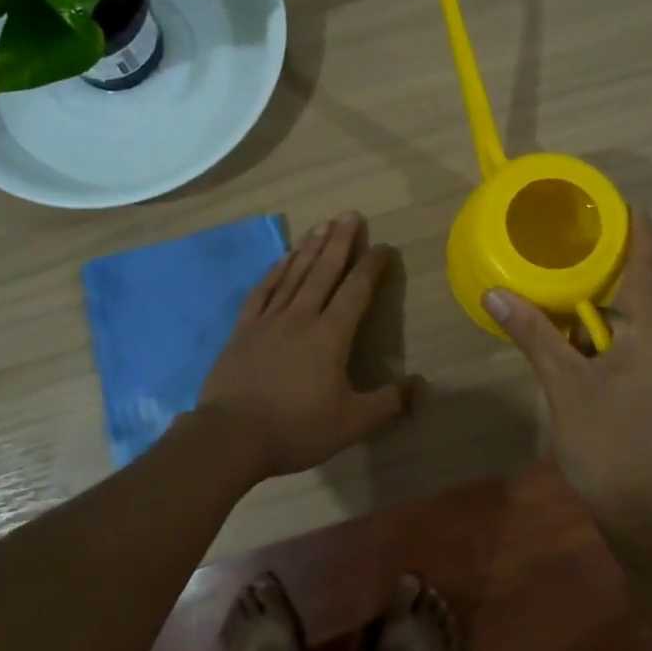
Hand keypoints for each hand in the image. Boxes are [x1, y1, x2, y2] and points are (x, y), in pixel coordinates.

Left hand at [198, 211, 419, 477]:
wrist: (230, 437)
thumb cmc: (296, 428)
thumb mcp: (352, 424)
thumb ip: (389, 403)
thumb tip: (421, 385)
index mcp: (330, 336)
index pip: (356, 291)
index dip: (371, 267)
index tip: (382, 246)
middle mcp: (301, 317)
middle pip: (324, 271)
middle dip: (340, 241)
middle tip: (350, 214)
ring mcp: (268, 321)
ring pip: (294, 275)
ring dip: (310, 248)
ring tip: (321, 225)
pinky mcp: (243, 330)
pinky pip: (262, 291)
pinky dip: (275, 271)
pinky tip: (282, 258)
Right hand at [485, 209, 651, 521]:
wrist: (640, 513)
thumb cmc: (606, 442)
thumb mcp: (563, 384)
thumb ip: (532, 334)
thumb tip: (495, 293)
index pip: (647, 267)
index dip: (638, 230)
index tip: (624, 199)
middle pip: (635, 291)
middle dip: (603, 266)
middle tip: (567, 239)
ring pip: (624, 323)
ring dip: (593, 306)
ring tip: (555, 282)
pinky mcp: (649, 389)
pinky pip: (622, 346)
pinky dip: (594, 334)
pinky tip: (564, 335)